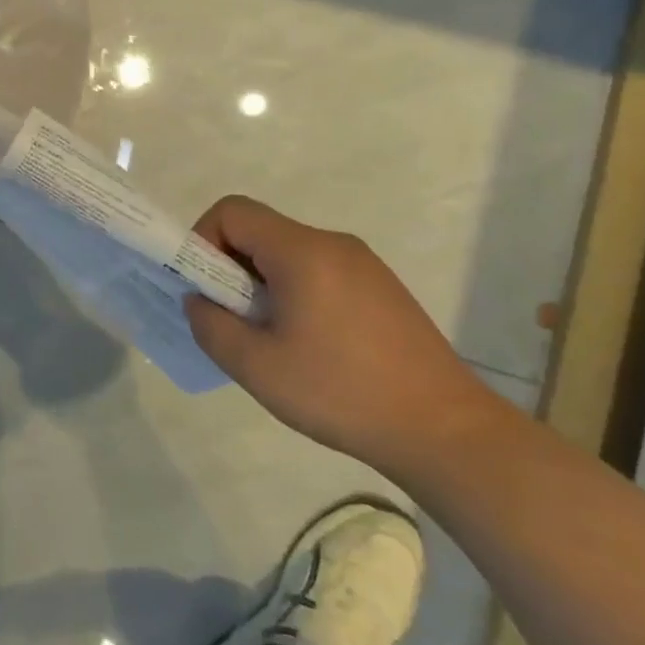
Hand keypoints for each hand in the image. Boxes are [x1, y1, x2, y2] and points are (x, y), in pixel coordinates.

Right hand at [183, 196, 500, 475]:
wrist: (445, 432)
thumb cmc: (342, 393)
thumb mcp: (256, 367)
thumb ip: (210, 325)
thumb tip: (199, 301)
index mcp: (302, 251)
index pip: (232, 212)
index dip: (202, 240)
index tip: (205, 288)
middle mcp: (333, 244)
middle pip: (260, 231)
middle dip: (230, 268)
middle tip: (233, 320)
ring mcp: (363, 265)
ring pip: (288, 254)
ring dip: (262, 284)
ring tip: (271, 340)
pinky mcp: (382, 289)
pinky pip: (318, 272)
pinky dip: (295, 293)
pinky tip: (310, 346)